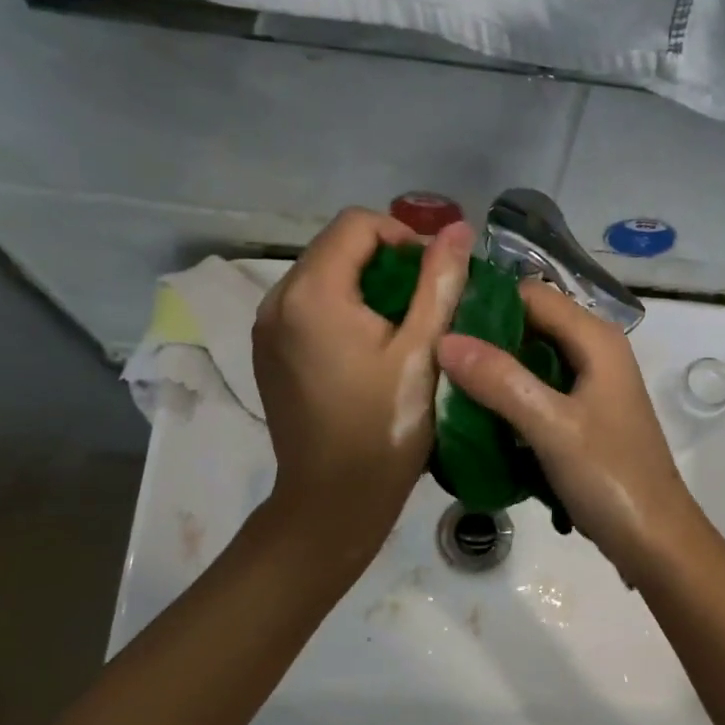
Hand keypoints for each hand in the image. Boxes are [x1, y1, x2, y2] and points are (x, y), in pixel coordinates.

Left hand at [253, 208, 472, 565]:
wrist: (333, 500)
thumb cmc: (385, 426)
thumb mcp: (423, 350)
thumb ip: (440, 281)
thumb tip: (459, 229)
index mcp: (312, 293)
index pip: (357, 224)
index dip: (403, 235)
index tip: (434, 275)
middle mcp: (277, 300)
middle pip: (336, 247)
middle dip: (385, 259)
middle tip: (425, 300)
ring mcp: (265, 328)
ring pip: (321, 275)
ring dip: (364, 283)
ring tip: (402, 323)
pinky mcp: (267, 352)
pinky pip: (307, 305)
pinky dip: (341, 308)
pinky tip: (368, 345)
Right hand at [436, 282, 702, 575]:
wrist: (656, 540)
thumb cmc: (610, 478)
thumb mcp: (551, 426)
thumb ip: (500, 380)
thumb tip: (444, 340)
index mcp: (596, 339)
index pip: (531, 295)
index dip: (485, 301)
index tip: (437, 320)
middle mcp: (595, 351)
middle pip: (530, 324)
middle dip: (484, 336)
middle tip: (432, 355)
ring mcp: (590, 385)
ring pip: (531, 359)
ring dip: (493, 370)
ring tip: (443, 383)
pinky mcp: (583, 415)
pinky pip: (538, 390)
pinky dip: (509, 396)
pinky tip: (476, 414)